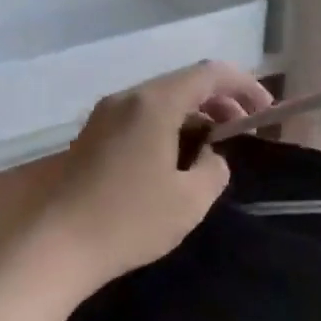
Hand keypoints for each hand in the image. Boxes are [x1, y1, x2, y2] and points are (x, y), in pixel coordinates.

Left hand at [31, 60, 273, 287]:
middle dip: (221, 99)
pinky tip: (176, 154)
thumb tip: (211, 156)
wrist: (54, 246)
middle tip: (245, 126)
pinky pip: (141, 114)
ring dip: (194, 112)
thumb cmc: (128, 221)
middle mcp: (128, 98)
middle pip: (184, 82)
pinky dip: (169, 123)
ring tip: (215, 141)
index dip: (244, 85)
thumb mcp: (189, 201)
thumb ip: (214, 170)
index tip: (265, 110)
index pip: (210, 74)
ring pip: (161, 98)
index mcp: (155, 103)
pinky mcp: (92, 135)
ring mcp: (105, 114)